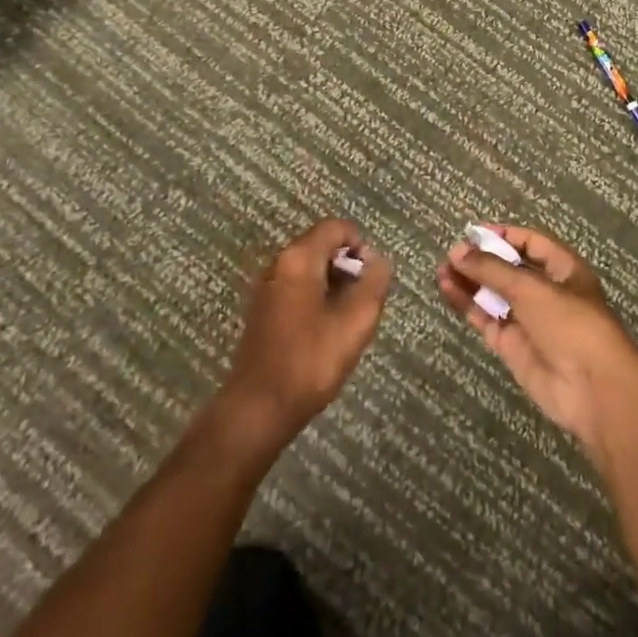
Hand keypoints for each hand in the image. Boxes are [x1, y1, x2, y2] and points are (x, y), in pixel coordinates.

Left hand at [220, 218, 392, 446]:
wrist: (258, 408)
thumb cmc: (311, 360)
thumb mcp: (356, 321)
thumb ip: (374, 283)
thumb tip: (378, 261)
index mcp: (298, 258)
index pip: (336, 227)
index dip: (361, 245)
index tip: (372, 279)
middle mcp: (279, 264)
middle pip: (322, 246)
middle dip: (349, 268)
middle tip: (363, 303)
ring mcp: (267, 288)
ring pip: (311, 270)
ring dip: (335, 286)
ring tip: (347, 322)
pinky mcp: (264, 311)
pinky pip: (298, 289)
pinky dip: (317, 300)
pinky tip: (325, 334)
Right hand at [436, 225, 637, 458]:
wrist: (592, 389)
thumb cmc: (570, 324)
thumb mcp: (532, 288)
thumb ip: (492, 269)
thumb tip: (458, 251)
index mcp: (564, 269)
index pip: (531, 243)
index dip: (503, 236)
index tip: (472, 233)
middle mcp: (546, 291)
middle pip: (509, 268)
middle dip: (481, 260)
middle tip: (451, 254)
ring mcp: (528, 319)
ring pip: (494, 294)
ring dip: (470, 281)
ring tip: (441, 270)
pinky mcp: (512, 345)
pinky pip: (486, 318)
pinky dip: (467, 304)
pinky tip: (447, 289)